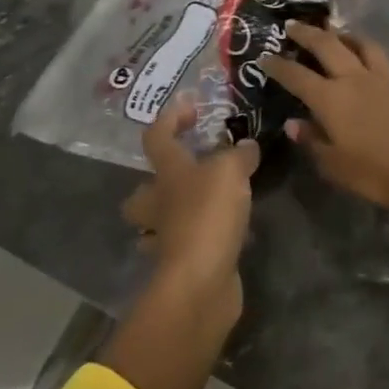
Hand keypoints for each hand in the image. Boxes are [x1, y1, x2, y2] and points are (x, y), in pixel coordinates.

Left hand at [123, 97, 260, 323]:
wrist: (200, 282)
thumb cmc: (208, 215)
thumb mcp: (231, 171)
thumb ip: (239, 155)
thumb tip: (246, 146)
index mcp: (168, 173)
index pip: (157, 136)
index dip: (170, 118)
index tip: (191, 107)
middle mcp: (160, 204)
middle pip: (142, 191)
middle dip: (156, 183)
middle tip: (187, 173)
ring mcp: (167, 238)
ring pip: (160, 222)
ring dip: (175, 214)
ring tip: (206, 205)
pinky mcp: (183, 265)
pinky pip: (186, 246)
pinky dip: (200, 240)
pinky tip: (225, 235)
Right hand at [261, 22, 388, 214]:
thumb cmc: (377, 173)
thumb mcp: (335, 165)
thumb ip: (313, 141)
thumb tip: (294, 124)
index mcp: (330, 98)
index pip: (297, 75)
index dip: (278, 65)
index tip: (264, 57)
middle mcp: (353, 79)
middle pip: (327, 45)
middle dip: (307, 33)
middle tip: (292, 25)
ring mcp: (380, 79)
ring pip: (358, 44)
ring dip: (342, 34)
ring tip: (333, 31)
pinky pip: (377, 57)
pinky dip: (364, 49)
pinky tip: (363, 57)